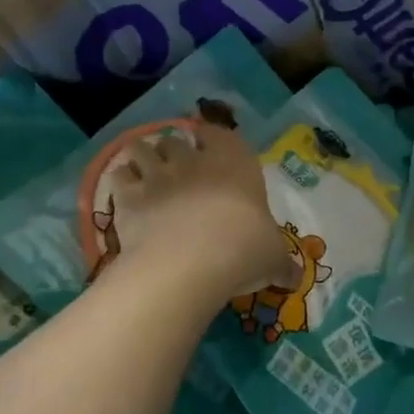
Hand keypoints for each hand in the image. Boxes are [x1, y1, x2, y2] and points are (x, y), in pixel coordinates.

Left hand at [107, 122, 295, 303]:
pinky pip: (118, 176)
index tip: (207, 147)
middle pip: (175, 140)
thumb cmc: (243, 248)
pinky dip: (120, 182)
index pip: (219, 134)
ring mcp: (158, 174)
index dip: (210, 138)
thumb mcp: (273, 257)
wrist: (191, 261)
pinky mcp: (129, 196)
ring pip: (142, 149)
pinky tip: (124, 194)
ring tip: (144, 173)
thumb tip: (294, 279)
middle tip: (174, 167)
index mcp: (235, 162)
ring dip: (142, 158)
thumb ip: (281, 263)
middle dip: (172, 150)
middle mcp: (194, 160)